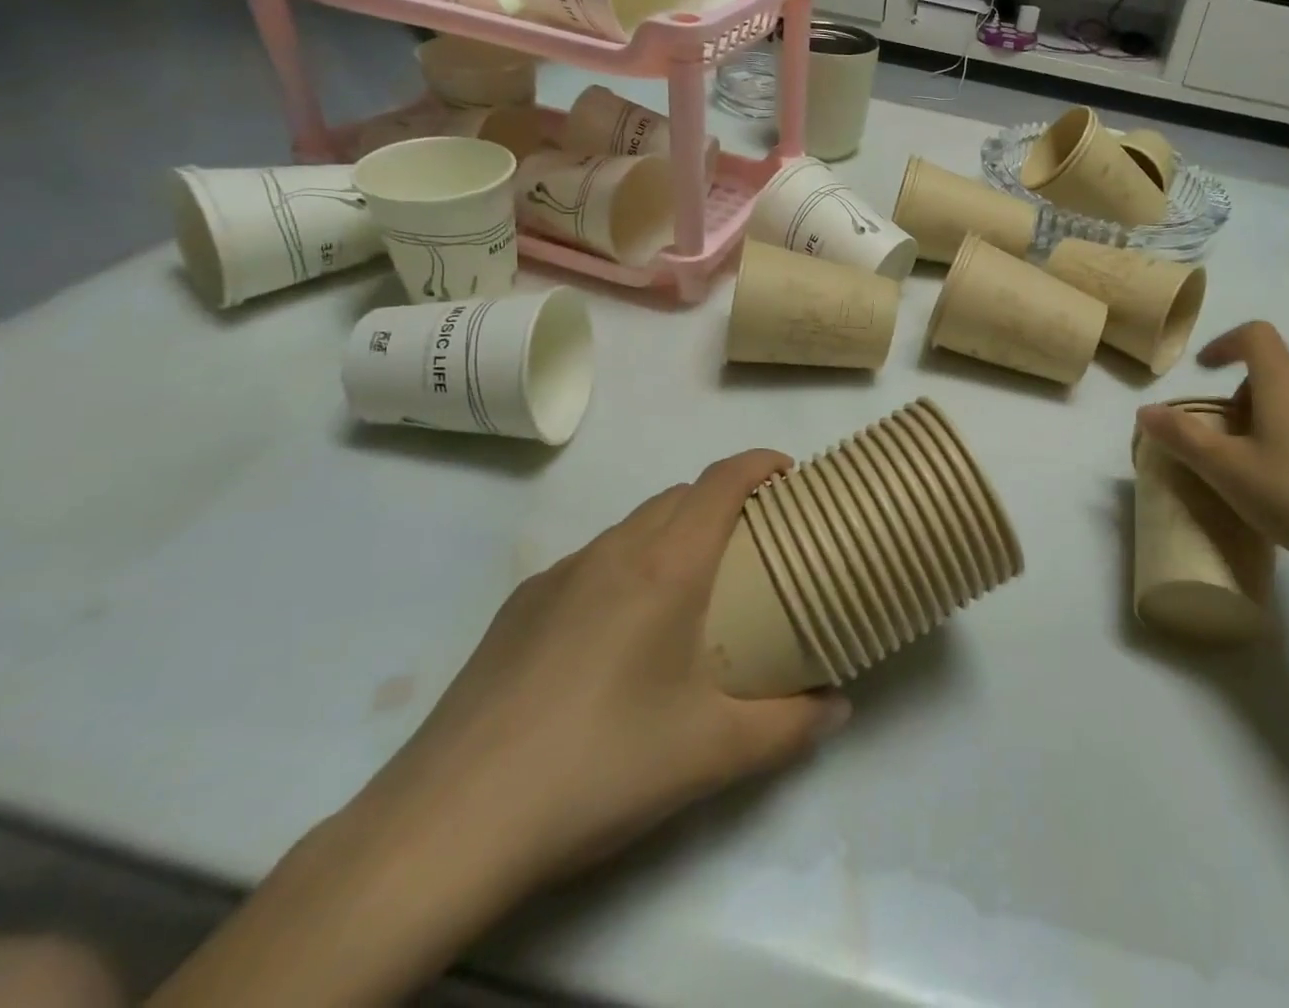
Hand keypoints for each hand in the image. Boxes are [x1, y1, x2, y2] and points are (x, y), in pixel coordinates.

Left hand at [354, 449, 850, 909]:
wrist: (449, 824)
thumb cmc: (601, 766)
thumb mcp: (713, 753)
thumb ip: (791, 726)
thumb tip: (839, 705)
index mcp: (666, 566)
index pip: (722, 480)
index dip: (761, 463)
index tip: (790, 478)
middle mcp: (613, 551)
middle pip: (680, 495)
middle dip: (724, 501)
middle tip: (753, 548)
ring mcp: (558, 575)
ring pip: (633, 526)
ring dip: (673, 534)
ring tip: (690, 593)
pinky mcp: (519, 607)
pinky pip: (592, 562)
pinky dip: (627, 567)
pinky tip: (618, 637)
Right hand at [1136, 321, 1288, 583]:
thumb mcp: (1228, 470)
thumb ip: (1183, 437)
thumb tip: (1145, 411)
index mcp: (1286, 382)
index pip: (1255, 335)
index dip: (1224, 344)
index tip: (1204, 370)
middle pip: (1273, 371)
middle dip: (1240, 396)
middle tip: (1225, 440)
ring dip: (1268, 419)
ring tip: (1257, 468)